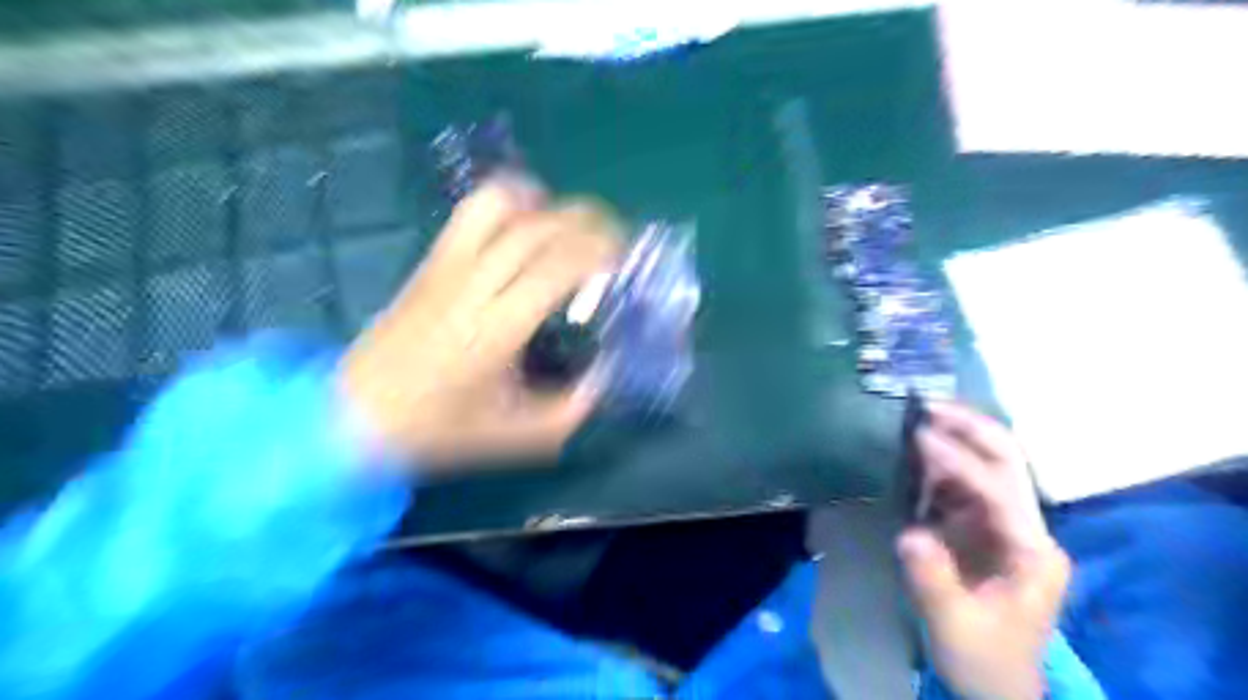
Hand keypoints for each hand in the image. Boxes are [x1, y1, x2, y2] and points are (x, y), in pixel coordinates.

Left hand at [340, 174, 623, 470]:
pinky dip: (510, 202)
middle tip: (616, 241)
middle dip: (589, 223)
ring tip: (572, 228)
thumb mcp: (518, 435)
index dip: (599, 252)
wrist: (354, 415)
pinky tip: (529, 223)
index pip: (557, 267)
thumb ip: (572, 408)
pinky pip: (472, 211)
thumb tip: (606, 374)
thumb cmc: (439, 429)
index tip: (625, 260)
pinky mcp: (431, 261)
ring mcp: (447, 266)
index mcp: (496, 331)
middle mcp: (472, 286)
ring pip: (500, 204)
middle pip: (538, 227)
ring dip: (547, 204)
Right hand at [897, 404, 1071, 699]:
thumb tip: (909, 534)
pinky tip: (915, 449)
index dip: (960, 461)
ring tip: (918, 417)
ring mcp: (1004, 525)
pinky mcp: (979, 528)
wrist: (994, 682)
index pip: (999, 491)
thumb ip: (932, 578)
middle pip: (1008, 464)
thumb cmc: (981, 657)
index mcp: (1032, 552)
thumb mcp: (953, 625)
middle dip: (972, 429)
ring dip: (955, 438)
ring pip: (987, 466)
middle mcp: (1026, 528)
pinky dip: (940, 461)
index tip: (920, 437)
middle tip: (928, 405)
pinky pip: (961, 484)